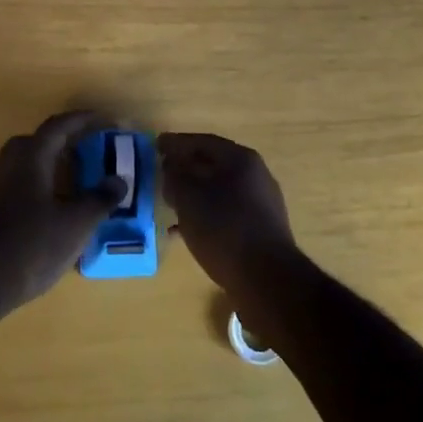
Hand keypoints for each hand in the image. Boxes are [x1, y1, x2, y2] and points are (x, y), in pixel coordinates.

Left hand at [0, 111, 122, 319]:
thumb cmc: (32, 244)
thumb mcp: (76, 223)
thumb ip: (100, 199)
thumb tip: (119, 180)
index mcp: (31, 156)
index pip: (59, 126)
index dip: (84, 120)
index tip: (106, 119)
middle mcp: (10, 163)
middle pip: (40, 141)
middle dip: (66, 141)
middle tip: (90, 149)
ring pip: (28, 163)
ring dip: (53, 164)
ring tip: (77, 179)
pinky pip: (21, 183)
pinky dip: (42, 185)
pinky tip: (56, 207)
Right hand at [157, 132, 296, 296]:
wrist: (266, 279)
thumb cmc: (224, 229)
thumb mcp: (188, 198)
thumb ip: (175, 176)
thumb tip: (172, 167)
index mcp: (241, 159)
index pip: (203, 141)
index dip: (176, 143)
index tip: (156, 146)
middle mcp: (256, 175)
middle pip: (214, 164)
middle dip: (186, 169)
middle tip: (163, 174)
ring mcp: (263, 203)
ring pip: (220, 190)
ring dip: (195, 194)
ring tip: (171, 205)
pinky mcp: (263, 229)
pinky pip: (228, 212)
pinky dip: (207, 215)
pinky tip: (188, 232)